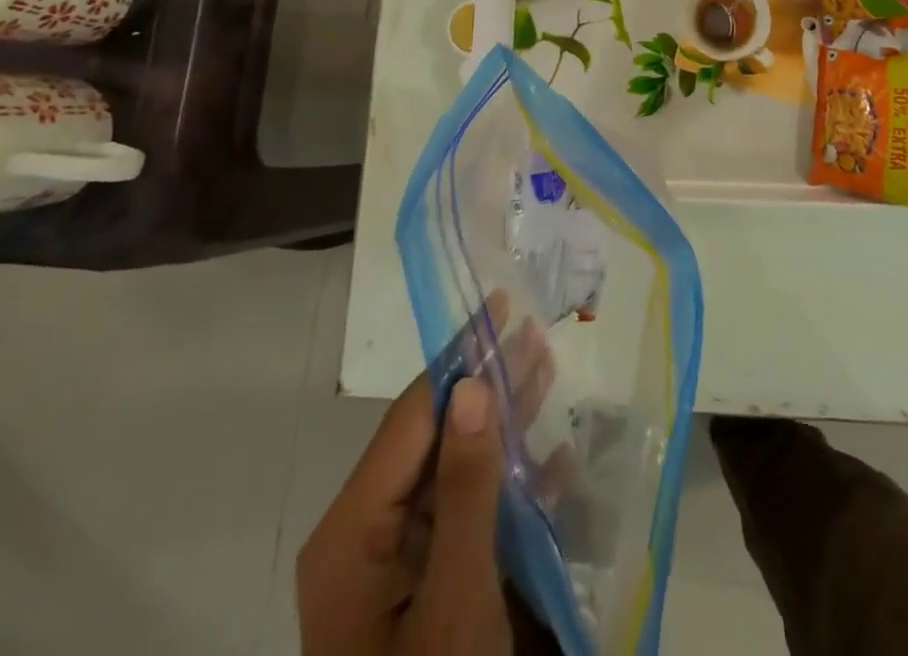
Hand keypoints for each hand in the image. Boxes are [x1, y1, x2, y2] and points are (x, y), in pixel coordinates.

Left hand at [297, 304, 548, 655]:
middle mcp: (372, 533)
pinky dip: (513, 483)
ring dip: (505, 421)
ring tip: (544, 364)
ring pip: (460, 468)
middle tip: (532, 329)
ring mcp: (404, 562)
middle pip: (438, 436)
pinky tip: (553, 454)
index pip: (413, 416)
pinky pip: (474, 515)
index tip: (496, 308)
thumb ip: (465, 488)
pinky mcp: (435, 587)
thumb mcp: (453, 599)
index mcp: (354, 529)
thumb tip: (473, 384)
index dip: (459, 357)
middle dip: (488, 382)